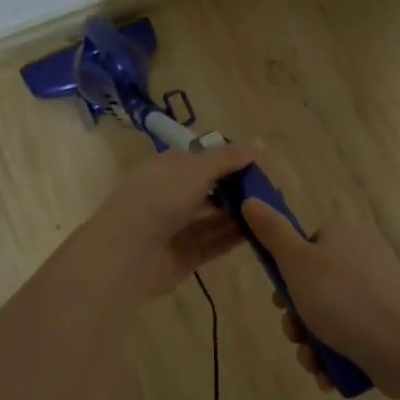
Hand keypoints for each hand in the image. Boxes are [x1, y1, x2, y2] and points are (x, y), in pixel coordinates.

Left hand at [75, 143, 258, 300]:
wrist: (128, 251)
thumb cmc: (160, 197)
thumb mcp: (197, 168)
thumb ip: (228, 157)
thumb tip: (259, 143)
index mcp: (169, 168)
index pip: (203, 160)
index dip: (229, 160)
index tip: (259, 165)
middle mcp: (171, 195)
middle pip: (211, 190)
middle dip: (238, 190)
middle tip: (270, 192)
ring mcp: (177, 227)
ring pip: (214, 218)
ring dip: (239, 215)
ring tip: (271, 213)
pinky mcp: (185, 255)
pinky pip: (214, 243)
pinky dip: (234, 237)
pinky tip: (260, 233)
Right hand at [241, 199, 399, 392]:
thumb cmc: (341, 299)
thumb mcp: (297, 262)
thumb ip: (272, 232)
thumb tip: (250, 200)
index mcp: (344, 238)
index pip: (306, 248)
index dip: (287, 274)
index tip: (281, 297)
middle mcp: (362, 261)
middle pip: (313, 287)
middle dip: (297, 318)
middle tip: (295, 333)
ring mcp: (377, 296)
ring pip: (328, 319)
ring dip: (311, 344)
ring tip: (312, 361)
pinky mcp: (386, 328)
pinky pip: (349, 339)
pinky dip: (333, 358)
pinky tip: (328, 375)